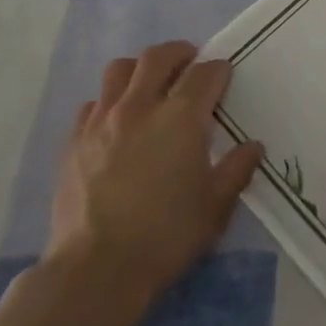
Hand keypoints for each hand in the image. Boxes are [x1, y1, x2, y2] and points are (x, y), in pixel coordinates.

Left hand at [42, 41, 263, 325]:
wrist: (96, 271)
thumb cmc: (166, 236)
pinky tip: (118, 124)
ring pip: (119, 69)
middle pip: (159, 57)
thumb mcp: (216, 205)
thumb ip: (237, 168)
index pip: (206, 73)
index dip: (220, 71)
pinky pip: (93, 104)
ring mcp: (101, 122)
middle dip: (181, 54)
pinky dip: (110, 102)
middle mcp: (140, 107)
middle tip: (192, 66)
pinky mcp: (73, 141)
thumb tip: (252, 146)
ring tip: (151, 87)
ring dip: (141, 70)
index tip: (225, 79)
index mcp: (181, 117)